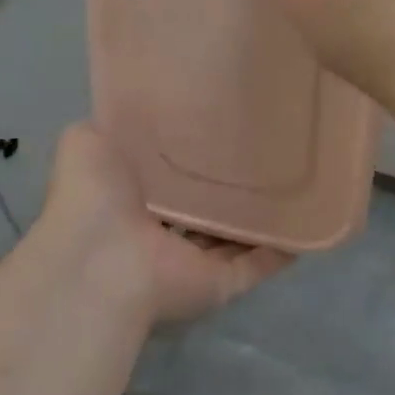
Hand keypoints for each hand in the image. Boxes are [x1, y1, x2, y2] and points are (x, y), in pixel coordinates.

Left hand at [35, 123, 291, 325]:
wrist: (101, 260)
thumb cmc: (93, 196)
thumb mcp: (87, 141)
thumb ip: (112, 127)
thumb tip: (133, 111)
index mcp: (132, 197)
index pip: (168, 174)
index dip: (190, 151)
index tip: (221, 120)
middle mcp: (161, 231)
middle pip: (202, 207)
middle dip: (226, 183)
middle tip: (265, 145)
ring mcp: (191, 261)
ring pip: (232, 236)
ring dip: (257, 216)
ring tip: (294, 178)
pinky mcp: (219, 283)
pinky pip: (258, 263)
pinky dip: (282, 247)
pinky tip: (307, 221)